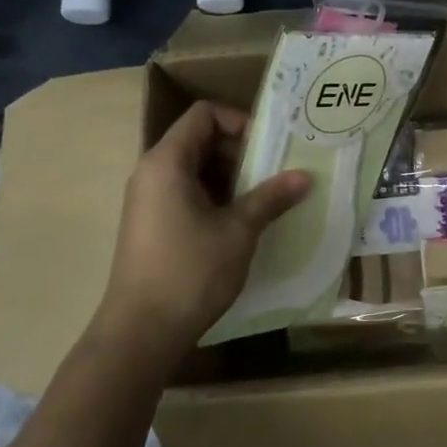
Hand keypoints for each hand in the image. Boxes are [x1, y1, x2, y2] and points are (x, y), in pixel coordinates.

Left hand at [90, 101, 310, 368]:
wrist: (141, 332)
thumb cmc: (190, 272)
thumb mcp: (238, 231)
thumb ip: (271, 198)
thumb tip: (305, 176)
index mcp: (167, 162)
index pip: (204, 114)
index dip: (239, 122)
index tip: (268, 148)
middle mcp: (152, 172)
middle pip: (199, 139)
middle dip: (240, 152)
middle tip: (273, 175)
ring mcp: (148, 200)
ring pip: (195, 169)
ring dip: (230, 178)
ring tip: (263, 200)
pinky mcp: (151, 224)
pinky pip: (186, 193)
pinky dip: (214, 198)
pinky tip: (240, 223)